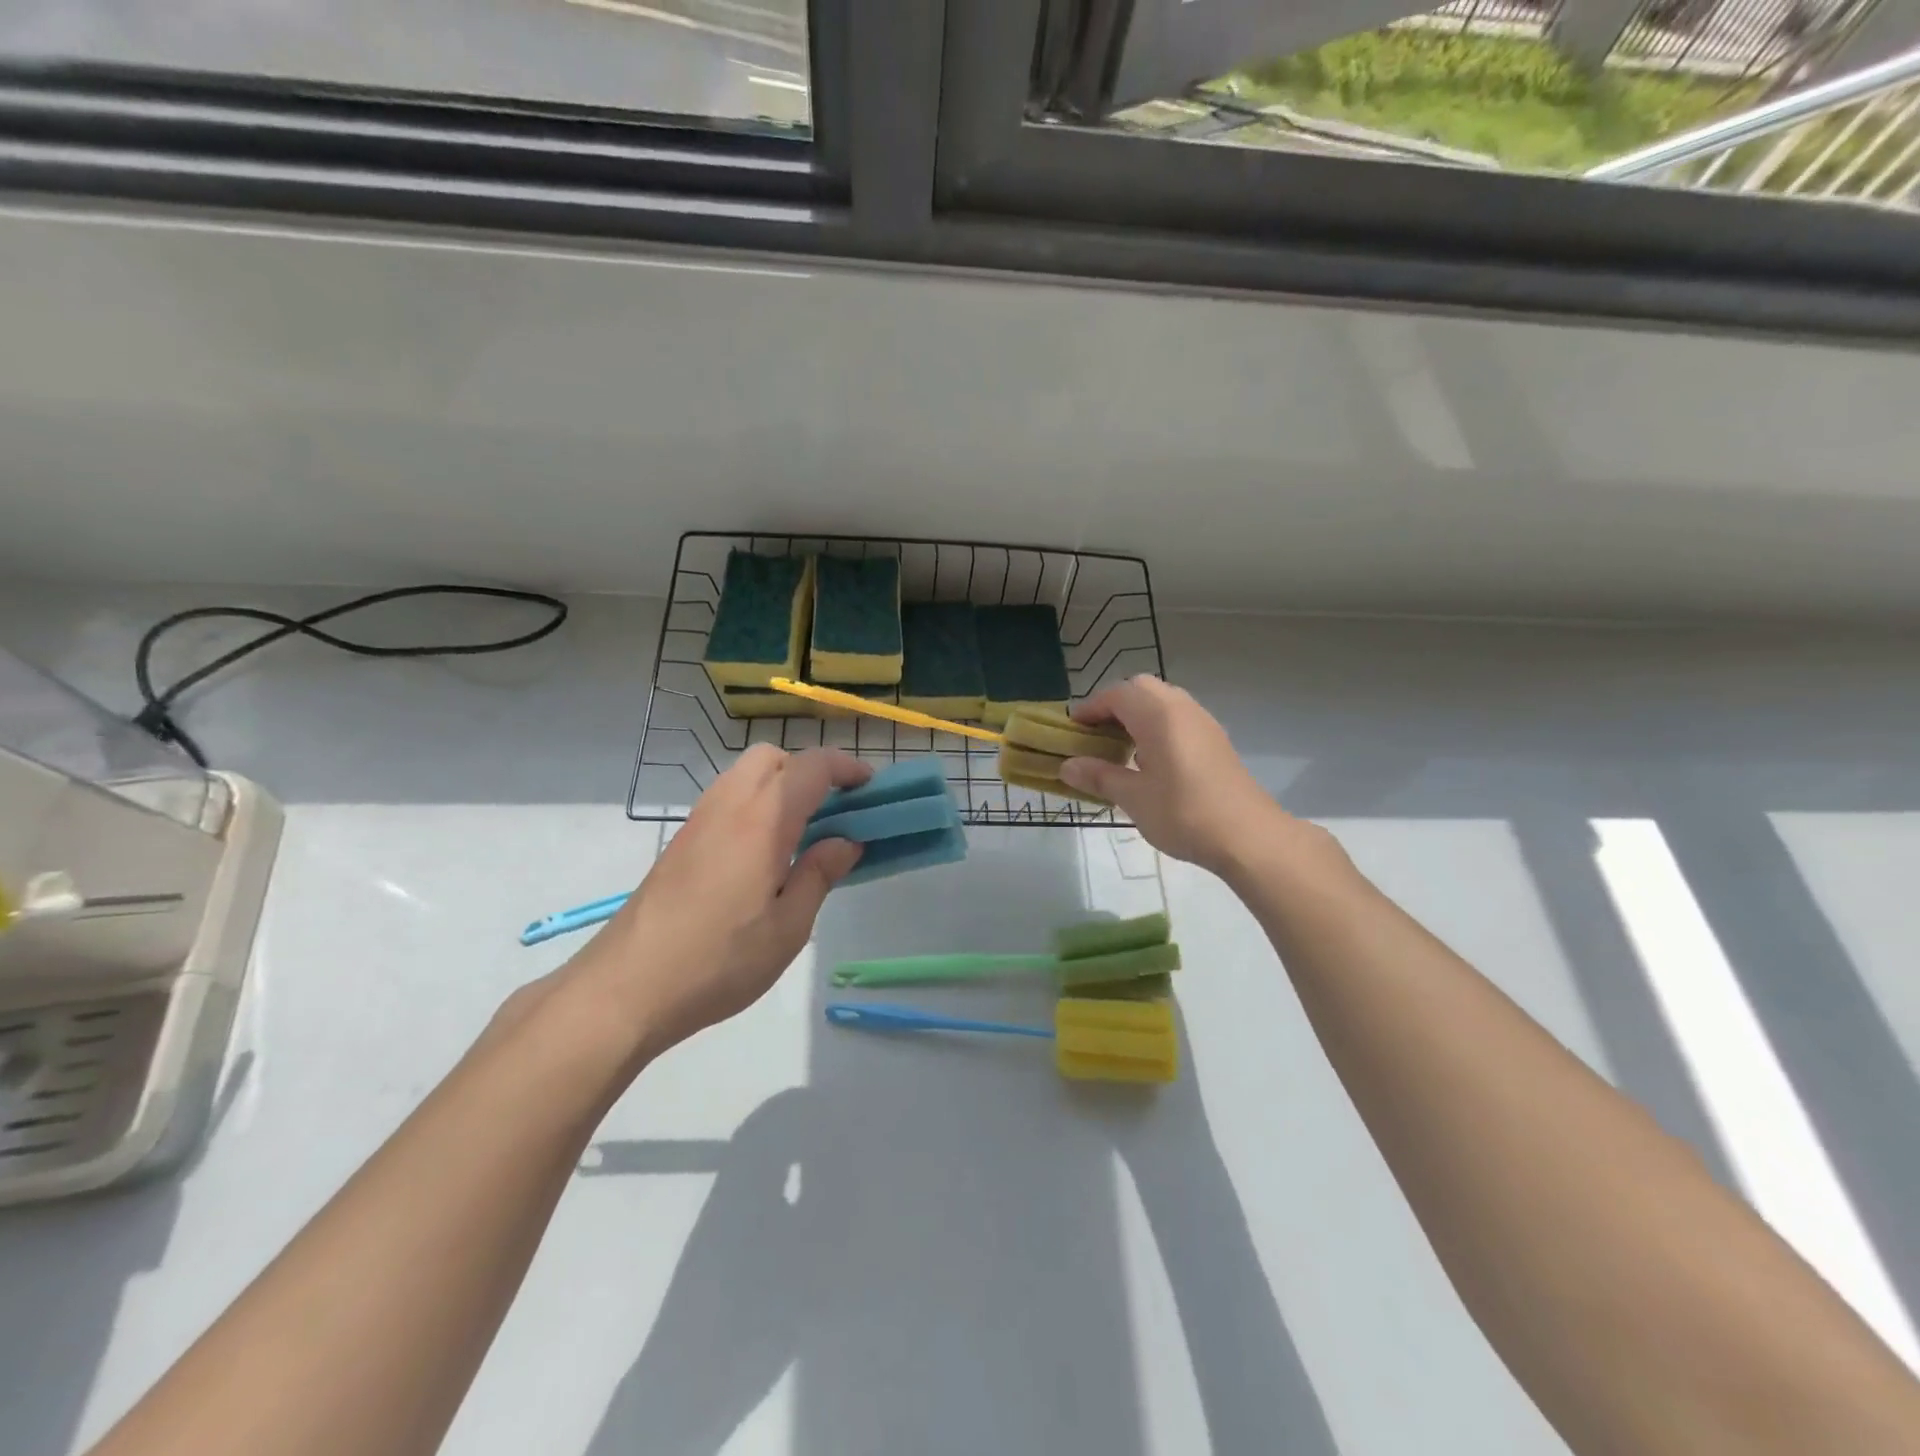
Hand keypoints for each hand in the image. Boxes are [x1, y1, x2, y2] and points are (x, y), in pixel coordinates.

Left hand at [574, 745, 871, 1050]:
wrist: (627, 987)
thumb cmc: (719, 960)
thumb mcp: (788, 928)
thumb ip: (819, 874)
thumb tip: (846, 841)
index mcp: (762, 819)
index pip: (812, 766)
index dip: (847, 767)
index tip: (872, 789)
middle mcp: (728, 805)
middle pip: (773, 757)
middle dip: (809, 770)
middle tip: (833, 811)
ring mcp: (698, 821)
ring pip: (745, 774)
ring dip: (780, 785)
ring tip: (802, 832)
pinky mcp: (681, 841)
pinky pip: (727, 799)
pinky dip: (756, 803)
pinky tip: (764, 852)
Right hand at [1058, 676, 1293, 876]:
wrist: (1249, 837)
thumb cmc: (1185, 814)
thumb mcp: (1133, 798)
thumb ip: (1099, 776)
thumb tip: (1066, 766)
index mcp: (1158, 715)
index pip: (1116, 695)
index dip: (1090, 708)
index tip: (1071, 729)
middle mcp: (1181, 708)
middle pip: (1140, 689)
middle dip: (1113, 705)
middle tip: (1095, 734)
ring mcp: (1202, 722)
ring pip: (1162, 701)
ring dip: (1136, 715)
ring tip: (1118, 747)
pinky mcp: (1215, 740)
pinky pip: (1178, 718)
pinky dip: (1156, 726)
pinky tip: (1149, 760)